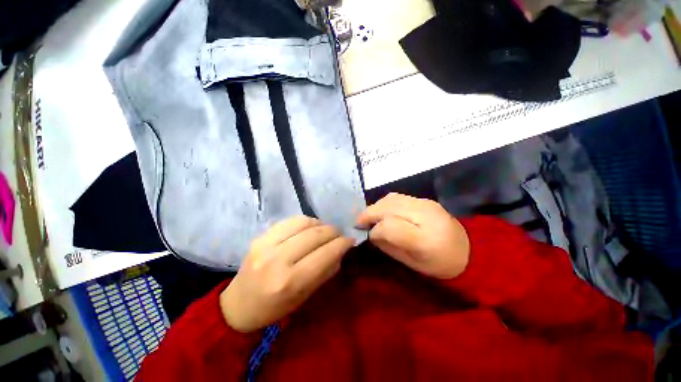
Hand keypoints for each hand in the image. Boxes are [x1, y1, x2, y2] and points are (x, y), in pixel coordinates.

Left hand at [220, 216, 354, 332]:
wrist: (238, 305)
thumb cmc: (275, 308)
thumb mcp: (305, 296)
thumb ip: (326, 271)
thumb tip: (341, 250)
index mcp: (290, 282)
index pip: (325, 254)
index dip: (342, 244)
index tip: (350, 240)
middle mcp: (278, 260)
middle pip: (315, 235)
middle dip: (333, 231)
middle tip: (340, 234)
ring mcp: (266, 244)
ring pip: (304, 222)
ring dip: (320, 224)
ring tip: (325, 230)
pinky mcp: (260, 236)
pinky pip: (290, 220)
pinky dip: (306, 221)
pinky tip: (310, 227)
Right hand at [356, 193, 469, 278]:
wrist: (470, 251)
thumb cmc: (439, 265)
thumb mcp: (412, 263)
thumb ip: (389, 246)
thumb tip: (371, 232)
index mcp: (425, 239)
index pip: (389, 226)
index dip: (375, 230)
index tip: (368, 235)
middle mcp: (426, 215)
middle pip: (388, 207)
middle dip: (369, 213)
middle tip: (359, 222)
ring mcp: (426, 204)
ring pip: (391, 199)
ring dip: (376, 206)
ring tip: (369, 216)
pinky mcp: (425, 200)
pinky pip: (398, 197)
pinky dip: (385, 203)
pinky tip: (382, 211)